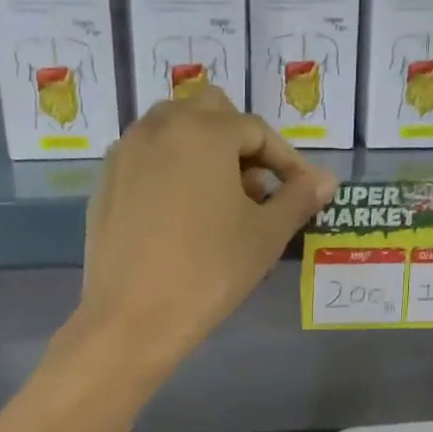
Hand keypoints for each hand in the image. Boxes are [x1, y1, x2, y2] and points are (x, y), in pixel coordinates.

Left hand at [77, 90, 337, 375]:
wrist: (133, 317)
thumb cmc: (210, 272)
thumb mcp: (265, 235)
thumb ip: (298, 198)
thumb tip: (326, 180)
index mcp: (203, 131)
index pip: (257, 131)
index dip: (287, 161)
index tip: (303, 192)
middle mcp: (159, 127)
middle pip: (211, 114)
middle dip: (241, 143)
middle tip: (257, 188)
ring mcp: (126, 152)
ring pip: (174, 131)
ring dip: (205, 152)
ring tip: (222, 202)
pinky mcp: (106, 182)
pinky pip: (148, 159)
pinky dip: (173, 171)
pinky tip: (183, 216)